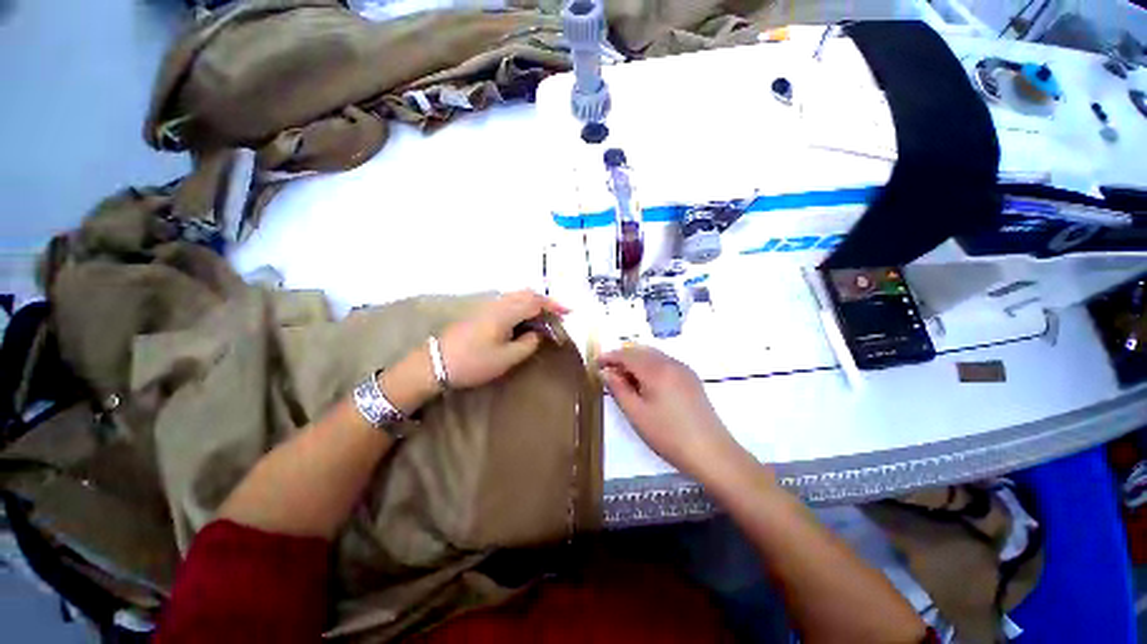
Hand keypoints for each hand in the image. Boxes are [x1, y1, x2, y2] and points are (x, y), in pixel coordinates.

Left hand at [439, 290, 568, 389]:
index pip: (536, 302)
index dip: (554, 306)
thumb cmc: (474, 362)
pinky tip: (524, 319)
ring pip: (517, 296)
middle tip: (558, 315)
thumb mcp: (507, 358)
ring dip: (533, 303)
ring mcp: (488, 306)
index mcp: (506, 312)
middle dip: (545, 302)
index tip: (568, 313)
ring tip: (544, 318)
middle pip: (527, 294)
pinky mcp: (481, 312)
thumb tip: (538, 333)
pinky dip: (522, 306)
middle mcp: (498, 303)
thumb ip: (528, 343)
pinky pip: (508, 302)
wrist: (436, 363)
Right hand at [598, 346, 744, 481]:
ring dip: (636, 360)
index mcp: (656, 370)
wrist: (711, 452)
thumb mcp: (637, 414)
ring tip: (625, 377)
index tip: (596, 363)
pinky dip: (650, 365)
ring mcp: (683, 369)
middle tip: (609, 371)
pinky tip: (646, 382)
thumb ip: (618, 389)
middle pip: (641, 351)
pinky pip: (665, 362)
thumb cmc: (668, 435)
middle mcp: (671, 362)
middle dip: (623, 357)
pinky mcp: (691, 378)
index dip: (610, 356)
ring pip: (654, 355)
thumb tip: (605, 372)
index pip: (627, 355)